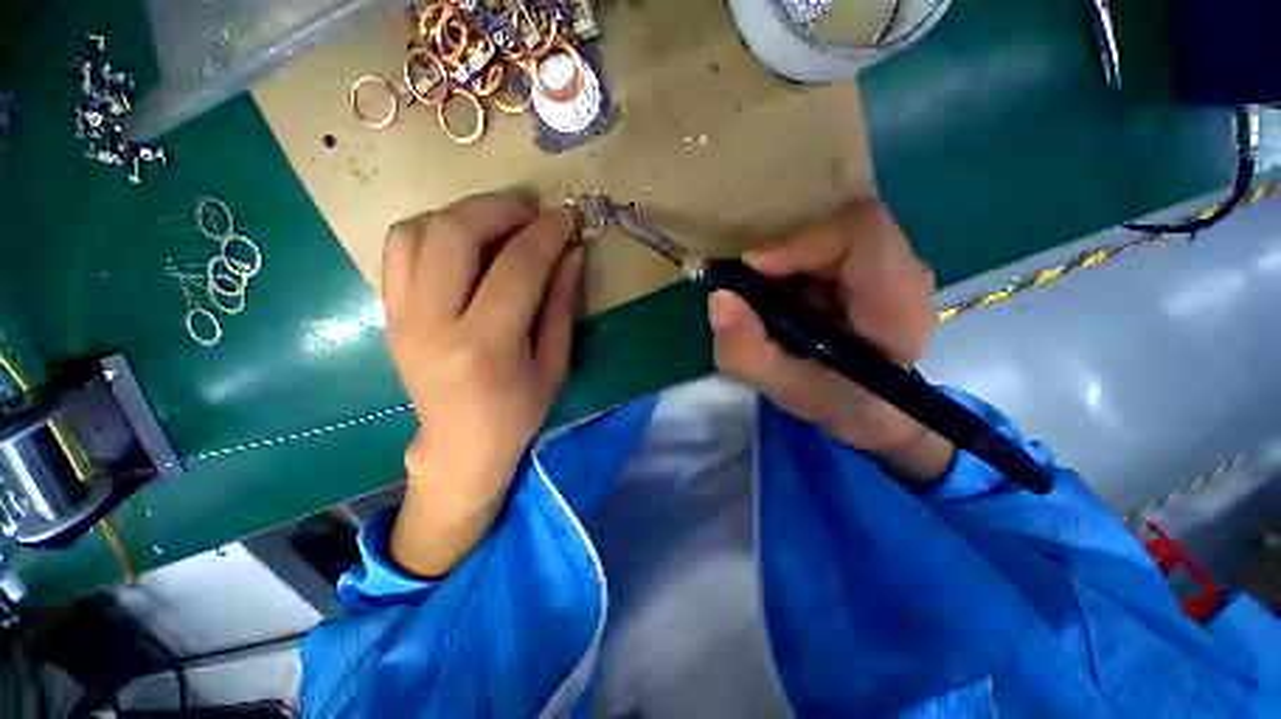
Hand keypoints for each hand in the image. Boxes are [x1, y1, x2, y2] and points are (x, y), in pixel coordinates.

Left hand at [382, 193, 581, 575]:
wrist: (460, 443)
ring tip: (499, 221)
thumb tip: (570, 252)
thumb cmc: (518, 411)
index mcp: (485, 348)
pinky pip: (400, 248)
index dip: (546, 234)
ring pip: (416, 231)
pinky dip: (435, 230)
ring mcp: (400, 317)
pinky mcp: (388, 313)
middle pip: (454, 234)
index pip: (516, 268)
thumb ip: (561, 305)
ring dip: (463, 213)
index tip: (566, 216)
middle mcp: (432, 326)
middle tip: (532, 208)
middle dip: (499, 208)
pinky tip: (466, 242)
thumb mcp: (554, 364)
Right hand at [709, 199, 953, 482]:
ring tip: (772, 303)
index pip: (862, 231)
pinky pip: (826, 244)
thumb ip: (745, 351)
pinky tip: (786, 299)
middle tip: (753, 291)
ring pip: (830, 232)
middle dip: (784, 254)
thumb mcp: (782, 389)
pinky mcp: (873, 264)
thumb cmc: (837, 403)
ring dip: (787, 262)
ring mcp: (892, 264)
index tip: (754, 267)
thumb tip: (719, 297)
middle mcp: (905, 273)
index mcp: (896, 307)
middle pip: (839, 226)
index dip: (800, 239)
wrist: (874, 409)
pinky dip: (793, 266)